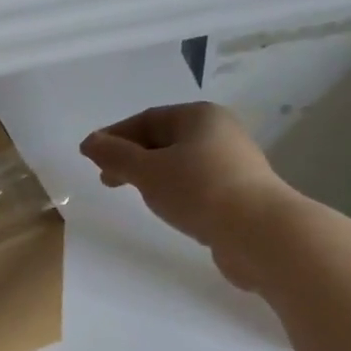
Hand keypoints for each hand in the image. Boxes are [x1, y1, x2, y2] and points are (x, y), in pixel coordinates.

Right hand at [80, 102, 297, 290]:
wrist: (261, 234)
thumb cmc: (199, 191)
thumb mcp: (147, 171)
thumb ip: (115, 156)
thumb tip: (89, 142)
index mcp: (199, 116)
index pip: (146, 119)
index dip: (115, 136)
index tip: (91, 158)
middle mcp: (219, 132)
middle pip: (163, 139)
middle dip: (132, 157)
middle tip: (107, 180)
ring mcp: (233, 163)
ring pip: (180, 163)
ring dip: (152, 175)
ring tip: (136, 195)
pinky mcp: (240, 193)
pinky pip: (197, 184)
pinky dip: (175, 191)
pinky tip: (168, 208)